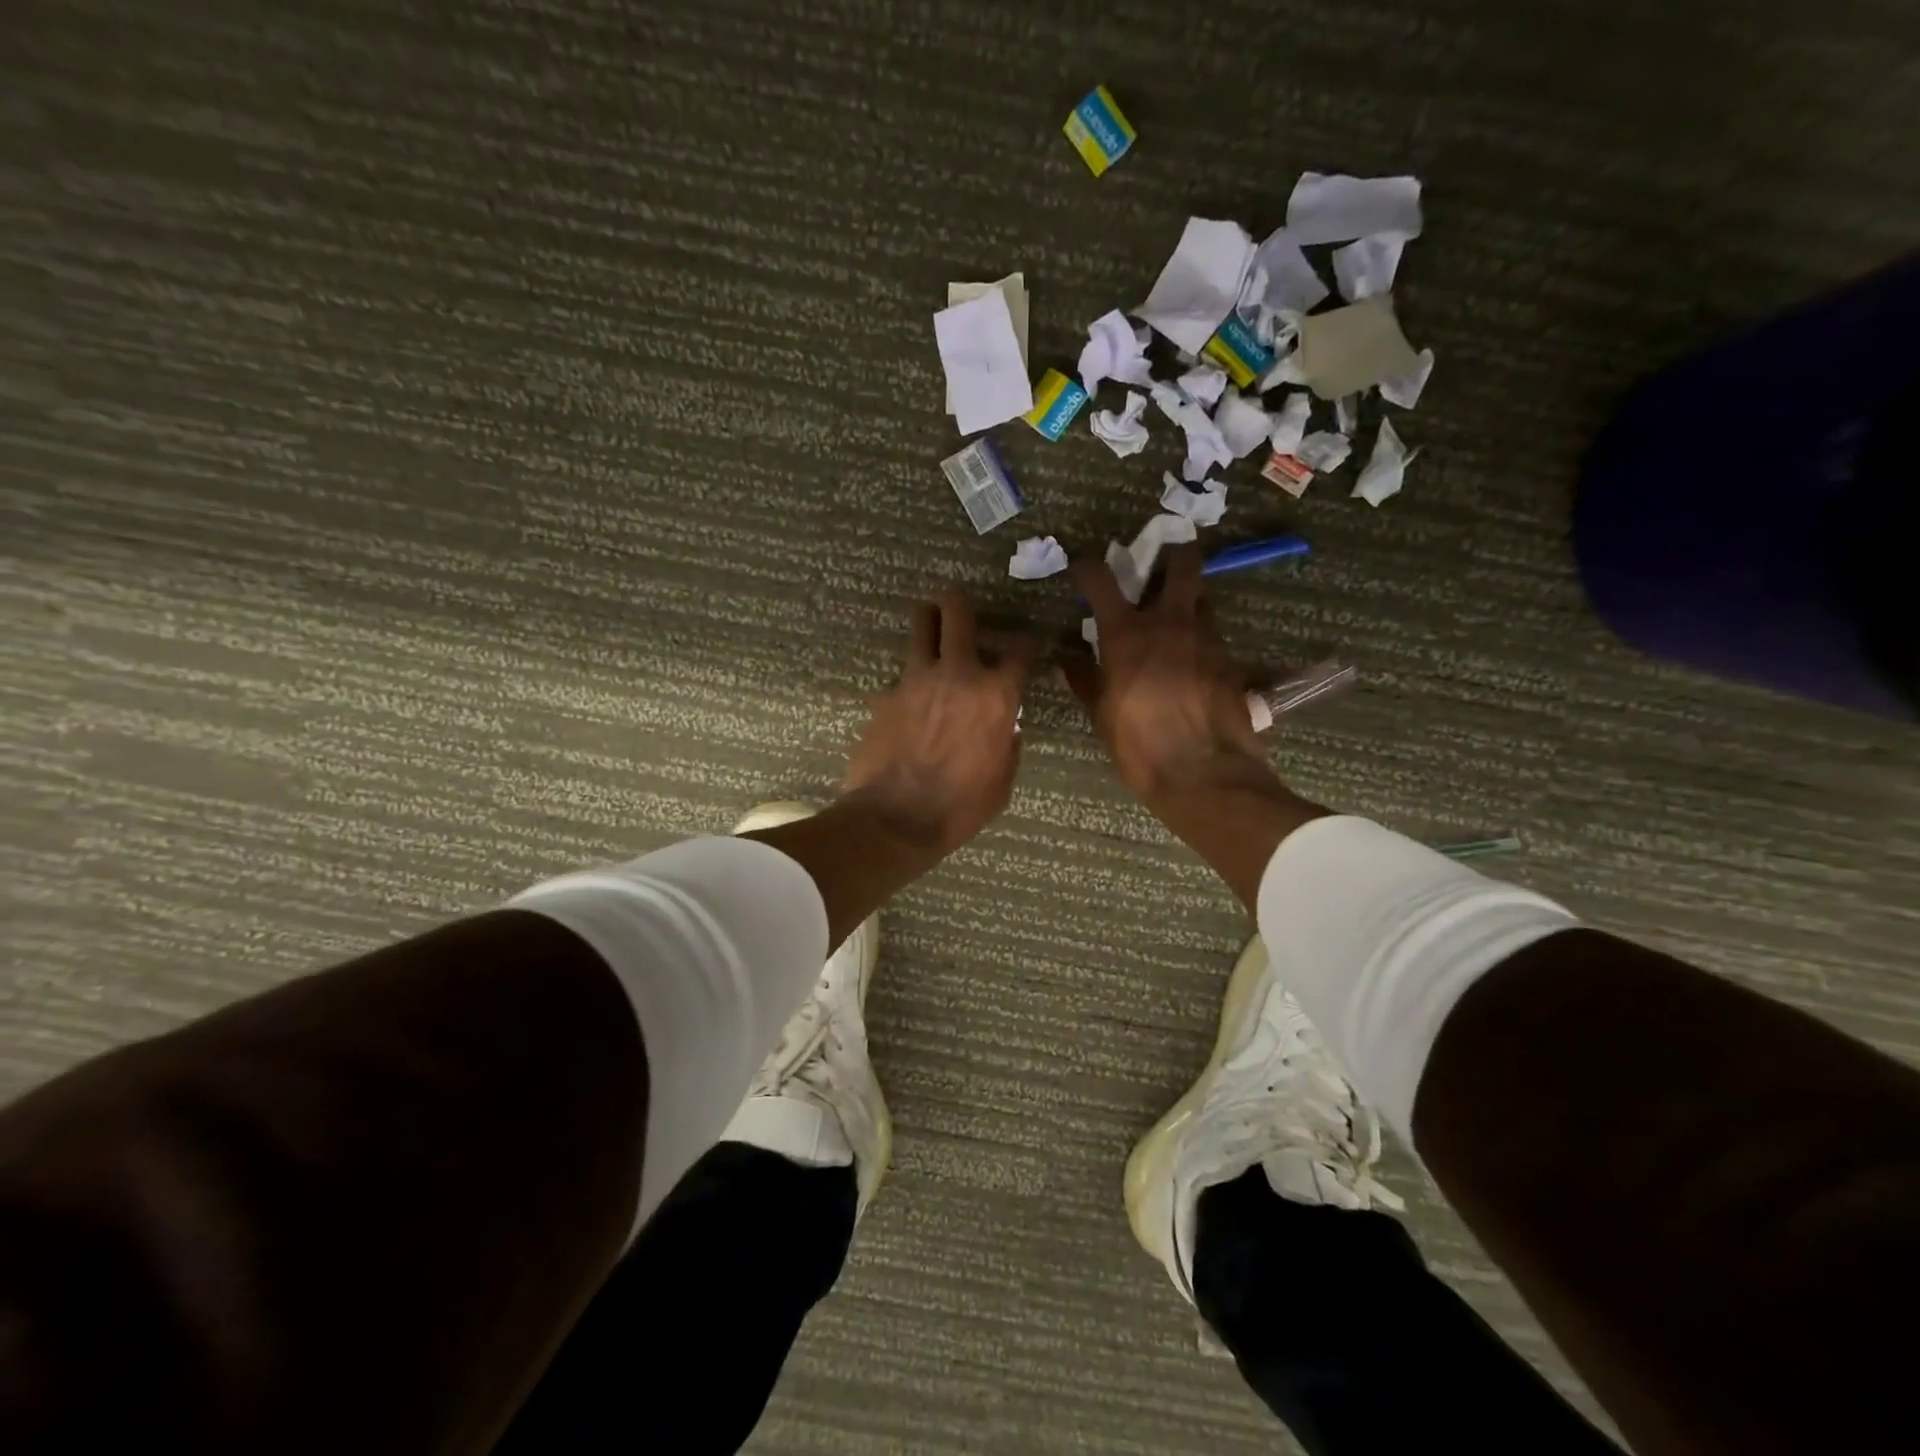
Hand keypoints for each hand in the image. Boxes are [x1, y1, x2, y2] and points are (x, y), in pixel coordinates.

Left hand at [842, 589, 1038, 855]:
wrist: (895, 819)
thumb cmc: (960, 807)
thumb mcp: (1002, 782)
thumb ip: (1008, 745)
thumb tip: (1007, 729)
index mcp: (996, 696)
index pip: (1021, 649)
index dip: (1028, 643)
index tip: (1026, 646)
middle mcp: (958, 674)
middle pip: (958, 611)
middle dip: (961, 603)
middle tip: (961, 608)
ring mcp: (916, 679)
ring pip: (920, 624)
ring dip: (929, 622)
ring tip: (931, 630)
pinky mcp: (886, 693)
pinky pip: (900, 672)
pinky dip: (909, 678)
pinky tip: (909, 699)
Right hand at [1061, 543, 1278, 806]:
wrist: (1204, 771)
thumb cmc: (1139, 743)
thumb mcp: (1101, 714)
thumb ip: (1083, 679)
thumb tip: (1065, 660)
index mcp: (1127, 633)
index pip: (1101, 579)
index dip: (1088, 567)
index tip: (1082, 569)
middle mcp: (1170, 622)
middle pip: (1181, 563)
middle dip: (1173, 553)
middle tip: (1160, 565)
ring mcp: (1206, 637)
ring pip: (1202, 597)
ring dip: (1188, 599)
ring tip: (1175, 619)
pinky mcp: (1229, 659)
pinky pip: (1212, 633)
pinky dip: (1199, 636)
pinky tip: (1191, 659)